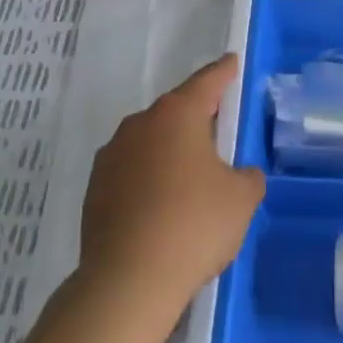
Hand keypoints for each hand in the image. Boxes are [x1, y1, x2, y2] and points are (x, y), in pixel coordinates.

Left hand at [77, 56, 262, 319]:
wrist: (128, 280)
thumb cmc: (194, 225)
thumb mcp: (241, 199)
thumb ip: (247, 177)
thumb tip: (238, 174)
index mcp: (177, 115)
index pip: (207, 82)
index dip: (223, 72)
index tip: (230, 62)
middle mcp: (139, 124)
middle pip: (175, 112)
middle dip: (196, 120)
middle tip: (218, 135)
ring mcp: (112, 155)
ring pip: (150, 142)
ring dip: (170, 152)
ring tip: (190, 181)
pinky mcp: (95, 188)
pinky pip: (131, 172)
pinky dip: (148, 180)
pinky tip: (161, 208)